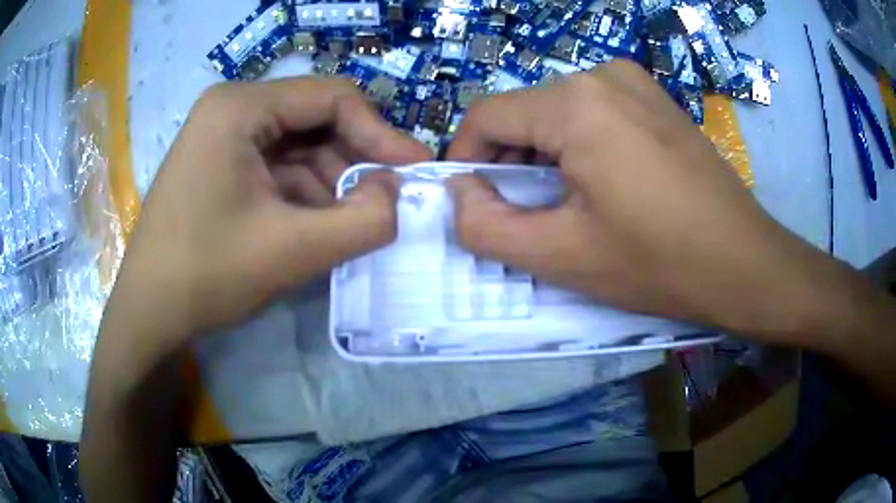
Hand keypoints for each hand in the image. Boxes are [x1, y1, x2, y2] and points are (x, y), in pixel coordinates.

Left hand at [107, 77, 430, 353]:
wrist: (149, 313)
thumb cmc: (206, 275)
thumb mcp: (292, 251)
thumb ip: (363, 221)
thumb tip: (401, 194)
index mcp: (240, 107)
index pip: (332, 98)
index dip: (381, 133)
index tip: (415, 172)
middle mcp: (232, 109)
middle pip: (315, 121)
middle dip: (355, 162)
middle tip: (389, 202)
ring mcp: (223, 138)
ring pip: (299, 148)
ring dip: (332, 184)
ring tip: (354, 224)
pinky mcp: (221, 166)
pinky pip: (277, 169)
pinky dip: (305, 196)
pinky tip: (319, 227)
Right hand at [445, 61, 866, 343]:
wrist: (744, 262)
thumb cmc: (658, 262)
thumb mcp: (560, 256)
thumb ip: (486, 226)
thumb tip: (458, 193)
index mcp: (576, 102)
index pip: (486, 115)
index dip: (466, 160)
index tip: (475, 203)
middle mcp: (603, 74)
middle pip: (525, 113)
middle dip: (511, 163)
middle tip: (528, 215)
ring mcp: (635, 81)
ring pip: (558, 113)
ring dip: (546, 157)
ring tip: (570, 205)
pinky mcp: (655, 98)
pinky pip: (595, 112)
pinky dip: (580, 146)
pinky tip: (606, 185)